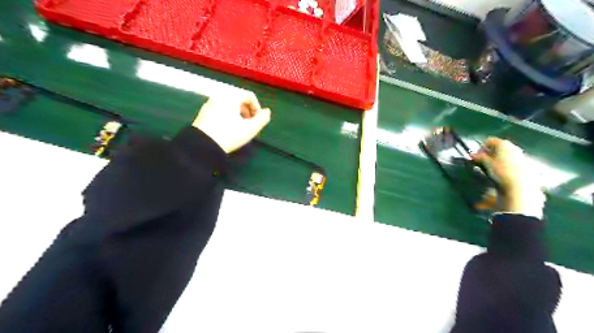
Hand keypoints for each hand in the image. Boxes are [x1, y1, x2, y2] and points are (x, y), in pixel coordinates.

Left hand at [193, 91, 270, 152]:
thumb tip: (267, 112)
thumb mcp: (250, 129)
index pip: (249, 95)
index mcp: (231, 96)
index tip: (258, 120)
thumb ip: (262, 119)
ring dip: (238, 114)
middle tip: (250, 124)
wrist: (203, 146)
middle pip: (239, 99)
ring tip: (240, 127)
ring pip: (229, 105)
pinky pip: (220, 109)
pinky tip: (229, 129)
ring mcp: (209, 104)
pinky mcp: (203, 113)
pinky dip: (228, 115)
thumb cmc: (230, 135)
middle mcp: (219, 96)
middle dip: (248, 111)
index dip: (257, 107)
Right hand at [477, 138, 544, 218]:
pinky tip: (502, 174)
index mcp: (504, 144)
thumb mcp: (487, 164)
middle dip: (489, 154)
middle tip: (482, 163)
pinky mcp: (526, 165)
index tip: (476, 157)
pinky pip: (512, 162)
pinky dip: (505, 165)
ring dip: (497, 160)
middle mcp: (514, 147)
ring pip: (506, 155)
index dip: (481, 148)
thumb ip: (479, 157)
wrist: (521, 185)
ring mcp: (521, 156)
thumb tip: (472, 155)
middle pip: (499, 147)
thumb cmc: (502, 171)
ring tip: (491, 170)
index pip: (489, 141)